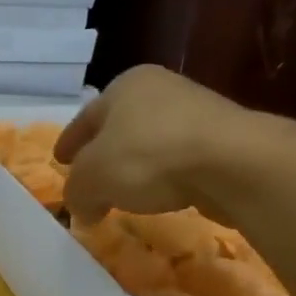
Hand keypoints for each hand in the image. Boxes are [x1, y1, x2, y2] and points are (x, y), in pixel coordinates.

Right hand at [55, 66, 270, 225]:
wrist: (235, 164)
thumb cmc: (147, 157)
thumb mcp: (91, 180)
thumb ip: (77, 193)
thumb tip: (82, 210)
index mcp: (125, 85)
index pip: (86, 117)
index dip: (70, 143)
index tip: (60, 161)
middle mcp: (162, 89)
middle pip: (120, 127)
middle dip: (104, 152)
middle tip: (91, 176)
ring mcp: (201, 111)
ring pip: (153, 141)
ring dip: (138, 165)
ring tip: (127, 192)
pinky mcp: (229, 139)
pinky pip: (182, 159)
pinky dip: (168, 175)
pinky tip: (163, 195)